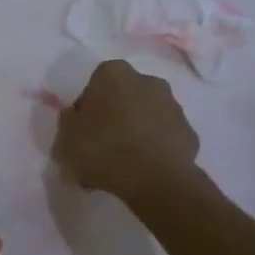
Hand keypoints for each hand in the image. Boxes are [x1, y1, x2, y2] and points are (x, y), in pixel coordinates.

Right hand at [54, 59, 199, 201]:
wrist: (156, 180)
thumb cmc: (103, 150)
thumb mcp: (65, 139)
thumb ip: (68, 122)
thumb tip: (75, 116)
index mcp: (113, 74)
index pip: (93, 86)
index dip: (86, 110)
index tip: (82, 132)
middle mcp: (146, 80)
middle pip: (123, 97)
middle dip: (114, 116)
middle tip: (102, 146)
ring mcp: (173, 105)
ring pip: (146, 115)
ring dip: (136, 131)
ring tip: (124, 164)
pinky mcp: (189, 131)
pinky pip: (164, 136)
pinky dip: (155, 148)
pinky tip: (145, 170)